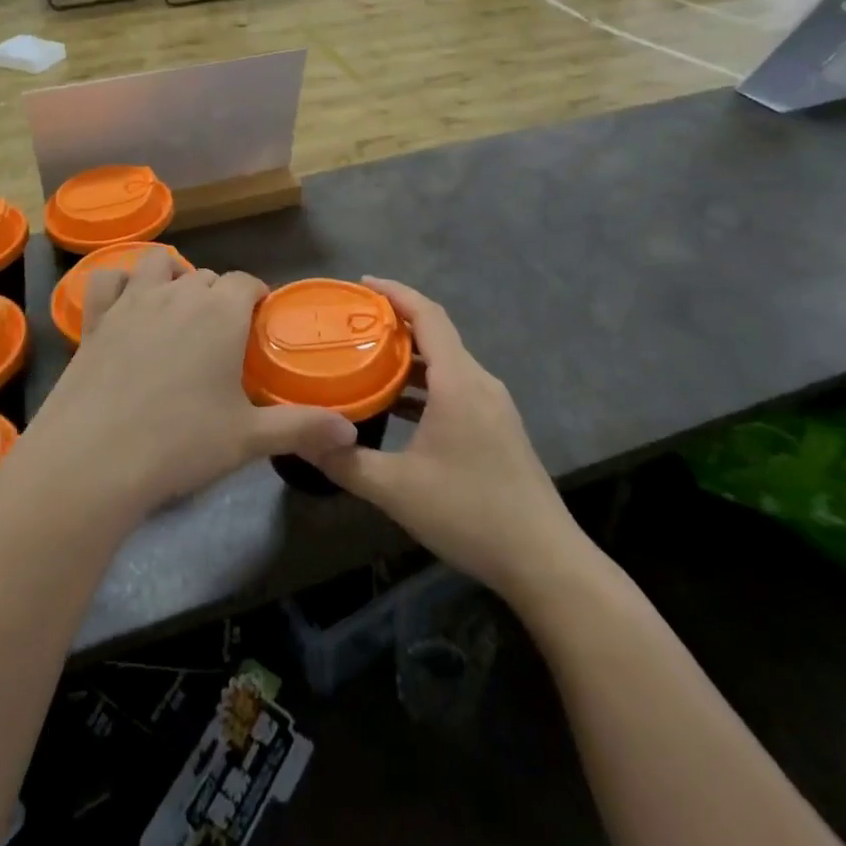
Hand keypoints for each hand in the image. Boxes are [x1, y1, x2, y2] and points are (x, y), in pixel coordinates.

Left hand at [22, 251, 356, 521]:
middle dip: (219, 297)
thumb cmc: (180, 444)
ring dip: (172, 277)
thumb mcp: (248, 439)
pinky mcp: (96, 317)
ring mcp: (133, 301)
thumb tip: (351, 435)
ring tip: (177, 310)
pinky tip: (125, 307)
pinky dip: (119, 284)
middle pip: (207, 276)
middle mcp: (179, 294)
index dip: (256, 297)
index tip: (258, 323)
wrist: (93, 460)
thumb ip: (302, 428)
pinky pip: (107, 279)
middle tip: (222, 338)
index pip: (247, 282)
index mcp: (221, 313)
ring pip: (159, 264)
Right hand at [319, 278, 579, 599]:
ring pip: (447, 364)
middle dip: (395, 324)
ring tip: (367, 361)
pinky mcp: (498, 428)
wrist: (544, 561)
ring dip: (409, 358)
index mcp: (459, 382)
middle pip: (437, 335)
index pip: (427, 315)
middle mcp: (480, 382)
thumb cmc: (470, 513)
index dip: (395, 293)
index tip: (361, 284)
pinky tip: (399, 408)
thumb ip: (346, 462)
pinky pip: (456, 387)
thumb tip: (301, 442)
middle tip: (352, 325)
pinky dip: (426, 385)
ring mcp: (494, 406)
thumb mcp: (396, 490)